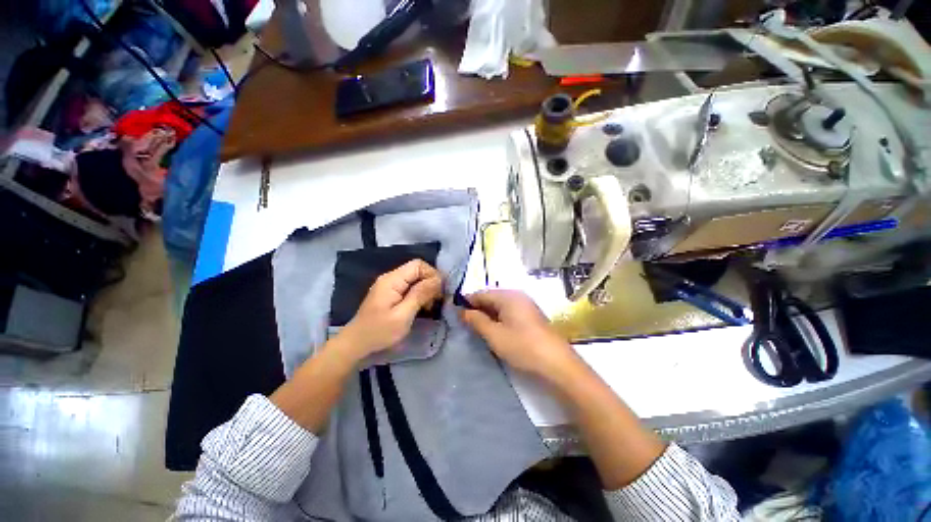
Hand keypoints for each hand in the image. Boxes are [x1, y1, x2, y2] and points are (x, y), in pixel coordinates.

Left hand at [339, 259, 442, 360]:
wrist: (356, 344)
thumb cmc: (379, 331)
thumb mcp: (403, 315)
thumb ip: (420, 295)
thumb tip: (437, 280)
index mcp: (392, 280)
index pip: (418, 265)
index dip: (432, 274)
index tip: (439, 292)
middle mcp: (390, 278)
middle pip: (417, 270)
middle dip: (430, 283)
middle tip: (436, 301)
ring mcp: (389, 285)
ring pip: (414, 279)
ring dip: (425, 290)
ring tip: (429, 306)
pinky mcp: (390, 293)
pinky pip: (409, 287)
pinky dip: (418, 294)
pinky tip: (420, 307)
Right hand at [460, 290, 576, 376]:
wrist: (557, 363)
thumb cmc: (522, 346)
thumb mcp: (494, 335)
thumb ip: (476, 320)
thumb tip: (462, 311)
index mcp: (508, 296)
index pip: (481, 293)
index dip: (467, 302)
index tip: (454, 312)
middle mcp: (517, 296)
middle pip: (491, 298)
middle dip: (477, 308)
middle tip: (464, 323)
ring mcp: (526, 305)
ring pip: (500, 305)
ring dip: (488, 314)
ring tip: (477, 328)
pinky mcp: (531, 316)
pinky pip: (509, 312)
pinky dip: (499, 318)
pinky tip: (495, 330)